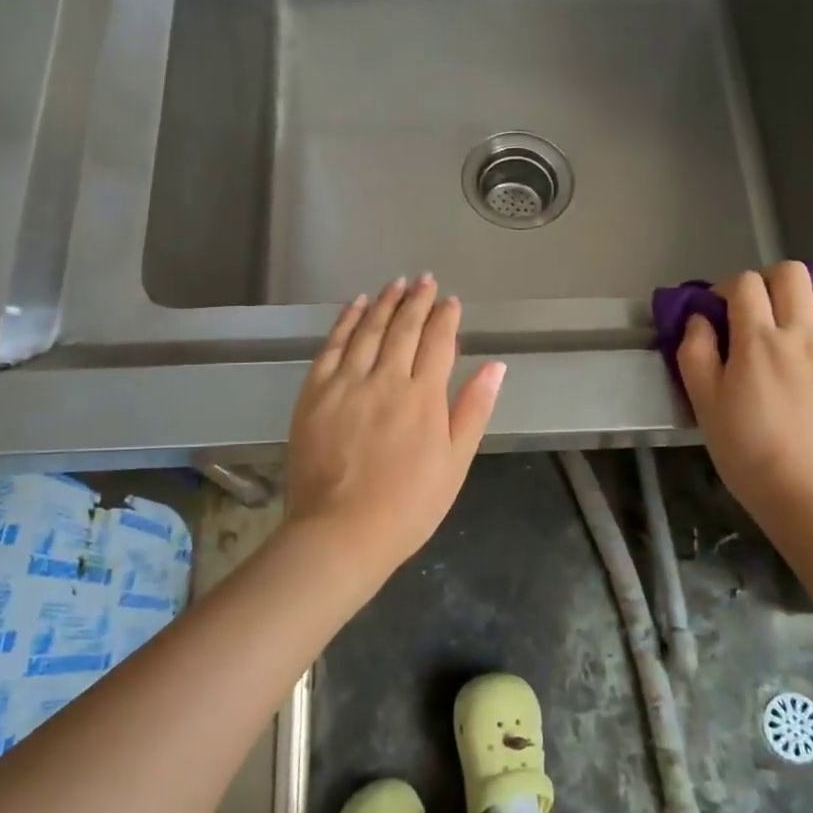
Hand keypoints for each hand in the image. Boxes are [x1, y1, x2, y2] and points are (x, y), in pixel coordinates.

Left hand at [285, 276, 505, 576]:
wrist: (341, 532)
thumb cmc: (409, 505)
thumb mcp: (455, 463)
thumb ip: (474, 410)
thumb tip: (496, 366)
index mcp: (424, 397)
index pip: (439, 343)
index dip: (446, 318)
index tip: (451, 301)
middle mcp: (386, 379)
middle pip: (404, 328)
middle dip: (417, 300)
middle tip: (425, 280)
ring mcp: (347, 383)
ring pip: (368, 329)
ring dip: (384, 302)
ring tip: (395, 283)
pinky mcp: (315, 392)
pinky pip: (332, 346)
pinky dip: (346, 321)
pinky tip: (355, 306)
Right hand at [676, 262, 812, 531]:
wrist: (804, 497)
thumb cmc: (746, 452)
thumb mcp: (703, 403)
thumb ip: (695, 353)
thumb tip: (700, 320)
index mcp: (758, 341)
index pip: (744, 284)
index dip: (726, 289)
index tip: (718, 312)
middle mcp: (803, 336)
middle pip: (792, 274)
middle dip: (768, 281)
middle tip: (757, 310)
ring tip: (801, 319)